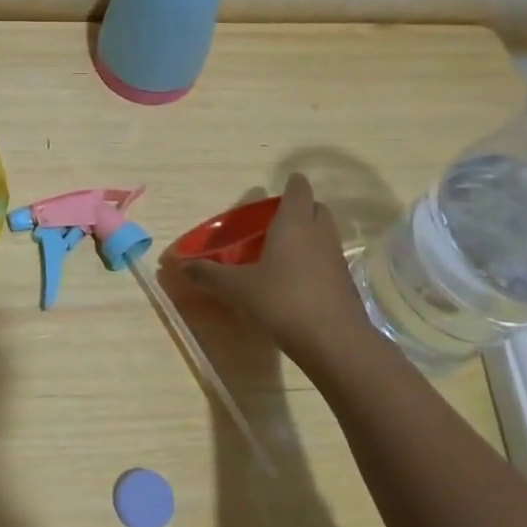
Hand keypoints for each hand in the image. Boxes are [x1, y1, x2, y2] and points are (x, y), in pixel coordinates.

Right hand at [184, 173, 387, 384]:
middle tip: (275, 221)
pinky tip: (294, 280)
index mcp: (294, 223)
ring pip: (324, 234)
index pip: (298, 189)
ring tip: (281, 251)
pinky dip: (314, 260)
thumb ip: (209, 274)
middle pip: (315, 208)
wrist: (334, 342)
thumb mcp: (237, 288)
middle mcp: (319, 233)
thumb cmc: (283, 301)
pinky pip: (327, 259)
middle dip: (299, 209)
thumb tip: (181, 265)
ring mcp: (335, 258)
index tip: (280, 188)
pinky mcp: (344, 282)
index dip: (291, 184)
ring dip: (308, 235)